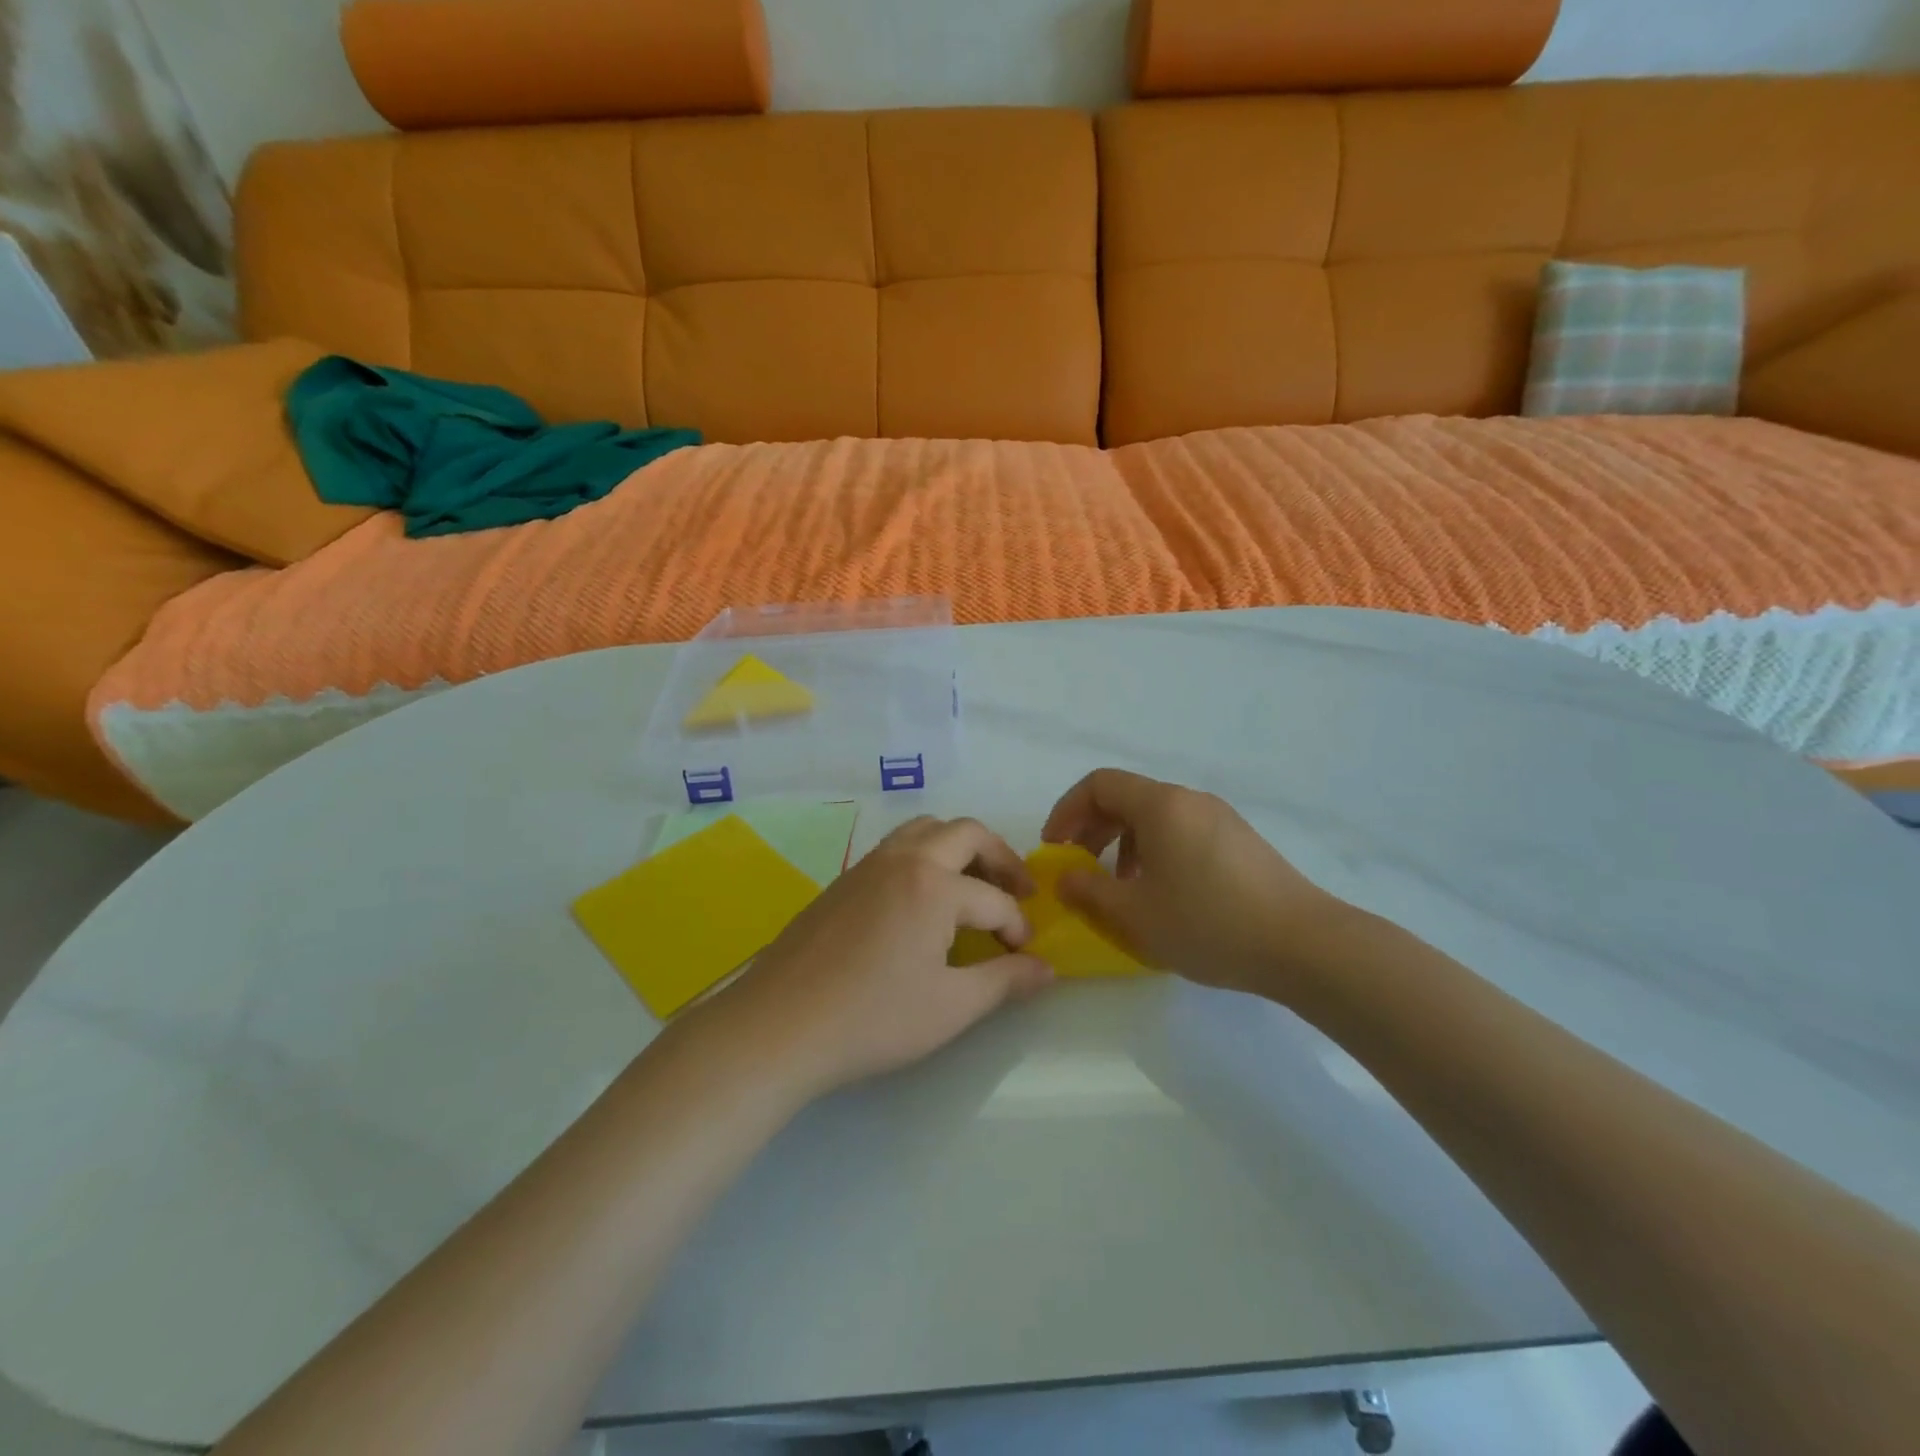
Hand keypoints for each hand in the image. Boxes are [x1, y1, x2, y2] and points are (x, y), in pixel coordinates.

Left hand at [696, 817, 1051, 1100]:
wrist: (780, 1025)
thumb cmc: (874, 1018)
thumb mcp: (951, 1007)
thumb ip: (1005, 981)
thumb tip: (1046, 969)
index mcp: (935, 886)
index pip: (996, 900)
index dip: (1018, 929)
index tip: (1024, 958)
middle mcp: (904, 859)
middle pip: (966, 833)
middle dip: (1001, 858)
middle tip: (1018, 891)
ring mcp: (868, 865)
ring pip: (925, 830)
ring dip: (959, 848)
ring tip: (973, 884)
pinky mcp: (843, 880)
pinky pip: (896, 848)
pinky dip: (924, 857)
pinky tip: (922, 901)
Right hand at [1042, 769, 1346, 997]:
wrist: (1304, 945)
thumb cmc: (1208, 923)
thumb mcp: (1134, 914)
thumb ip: (1087, 891)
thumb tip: (1064, 877)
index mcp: (1160, 805)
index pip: (1098, 784)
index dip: (1066, 811)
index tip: (1055, 848)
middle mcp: (1190, 800)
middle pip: (1126, 798)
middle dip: (1092, 829)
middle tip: (1079, 868)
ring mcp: (1220, 818)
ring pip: (1155, 817)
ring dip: (1124, 844)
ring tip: (1121, 887)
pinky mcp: (1240, 841)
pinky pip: (1183, 832)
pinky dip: (1156, 851)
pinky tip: (1163, 894)